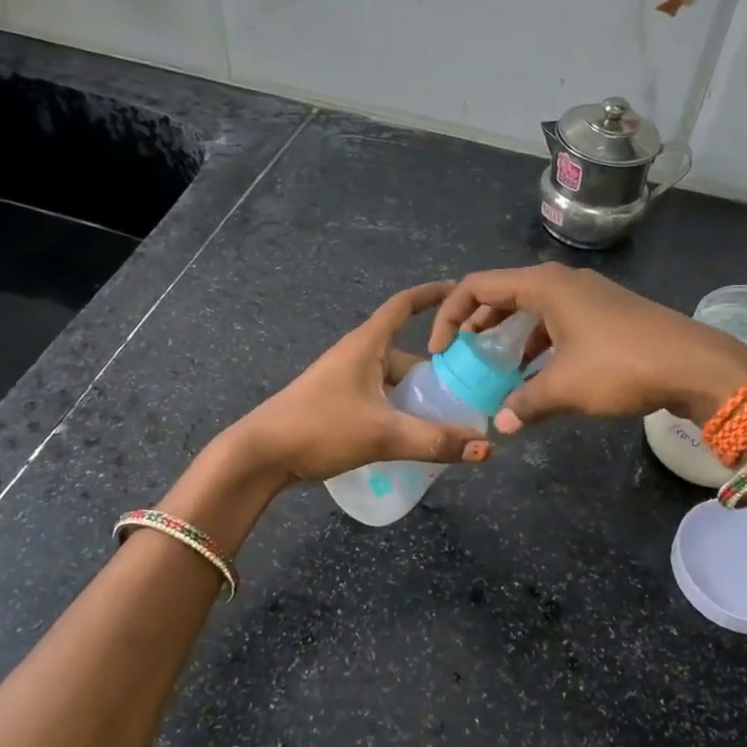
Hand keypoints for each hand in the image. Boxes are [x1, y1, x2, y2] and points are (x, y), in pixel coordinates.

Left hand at [218, 282, 493, 486]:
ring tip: (450, 419)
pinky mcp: (336, 405)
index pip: (403, 305)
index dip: (432, 294)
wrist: (260, 455)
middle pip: (405, 353)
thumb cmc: (320, 428)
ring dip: (418, 396)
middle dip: (437, 369)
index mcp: (366, 345)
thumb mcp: (383, 434)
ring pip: (392, 382)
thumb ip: (435, 441)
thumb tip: (486, 448)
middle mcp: (356, 356)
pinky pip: (380, 400)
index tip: (461, 291)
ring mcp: (344, 381)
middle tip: (471, 388)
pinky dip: (400, 411)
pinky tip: (414, 436)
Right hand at [428, 263, 746, 431]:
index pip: (478, 286)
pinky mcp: (606, 314)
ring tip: (495, 370)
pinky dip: (538, 344)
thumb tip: (500, 424)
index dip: (450, 315)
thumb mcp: (566, 388)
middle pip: (503, 294)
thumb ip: (525, 403)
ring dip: (509, 337)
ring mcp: (587, 296)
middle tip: (463, 358)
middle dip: (478, 325)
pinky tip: (537, 375)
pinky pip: (556, 322)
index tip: (442, 351)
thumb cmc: (621, 366)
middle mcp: (563, 282)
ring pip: (532, 309)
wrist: (696, 365)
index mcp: (545, 285)